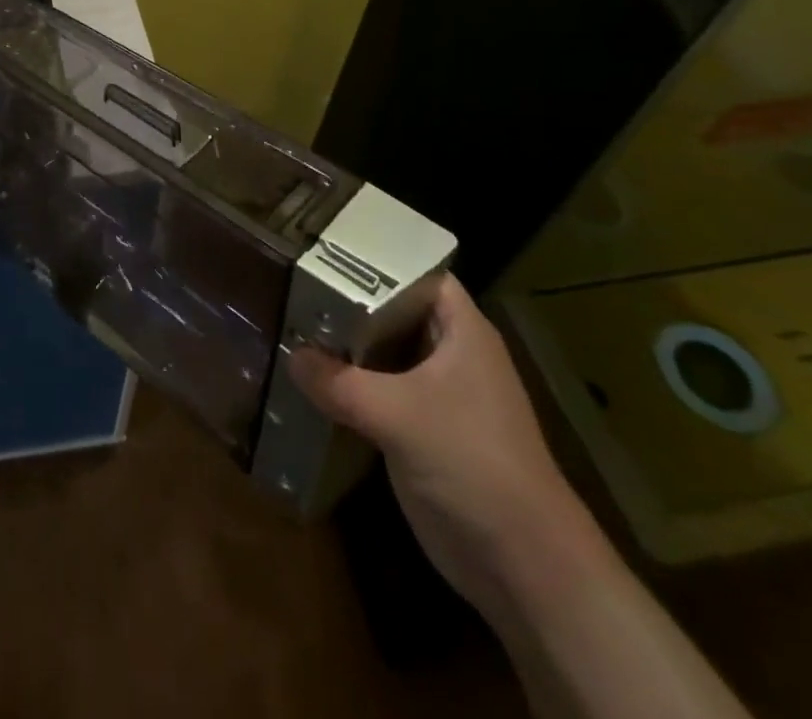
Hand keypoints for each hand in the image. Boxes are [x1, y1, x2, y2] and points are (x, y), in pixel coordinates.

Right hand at [290, 275, 604, 620]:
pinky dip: (348, 385)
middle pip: (392, 311)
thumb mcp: (397, 414)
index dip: (375, 257)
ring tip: (288, 321)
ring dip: (343, 345)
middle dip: (347, 299)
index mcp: (460, 331)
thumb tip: (290, 354)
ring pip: (382, 353)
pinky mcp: (421, 430)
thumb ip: (338, 382)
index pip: (415, 272)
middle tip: (291, 280)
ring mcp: (436, 394)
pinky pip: (377, 392)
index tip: (322, 246)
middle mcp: (449, 353)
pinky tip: (307, 379)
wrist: (523, 565)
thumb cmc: (472, 463)